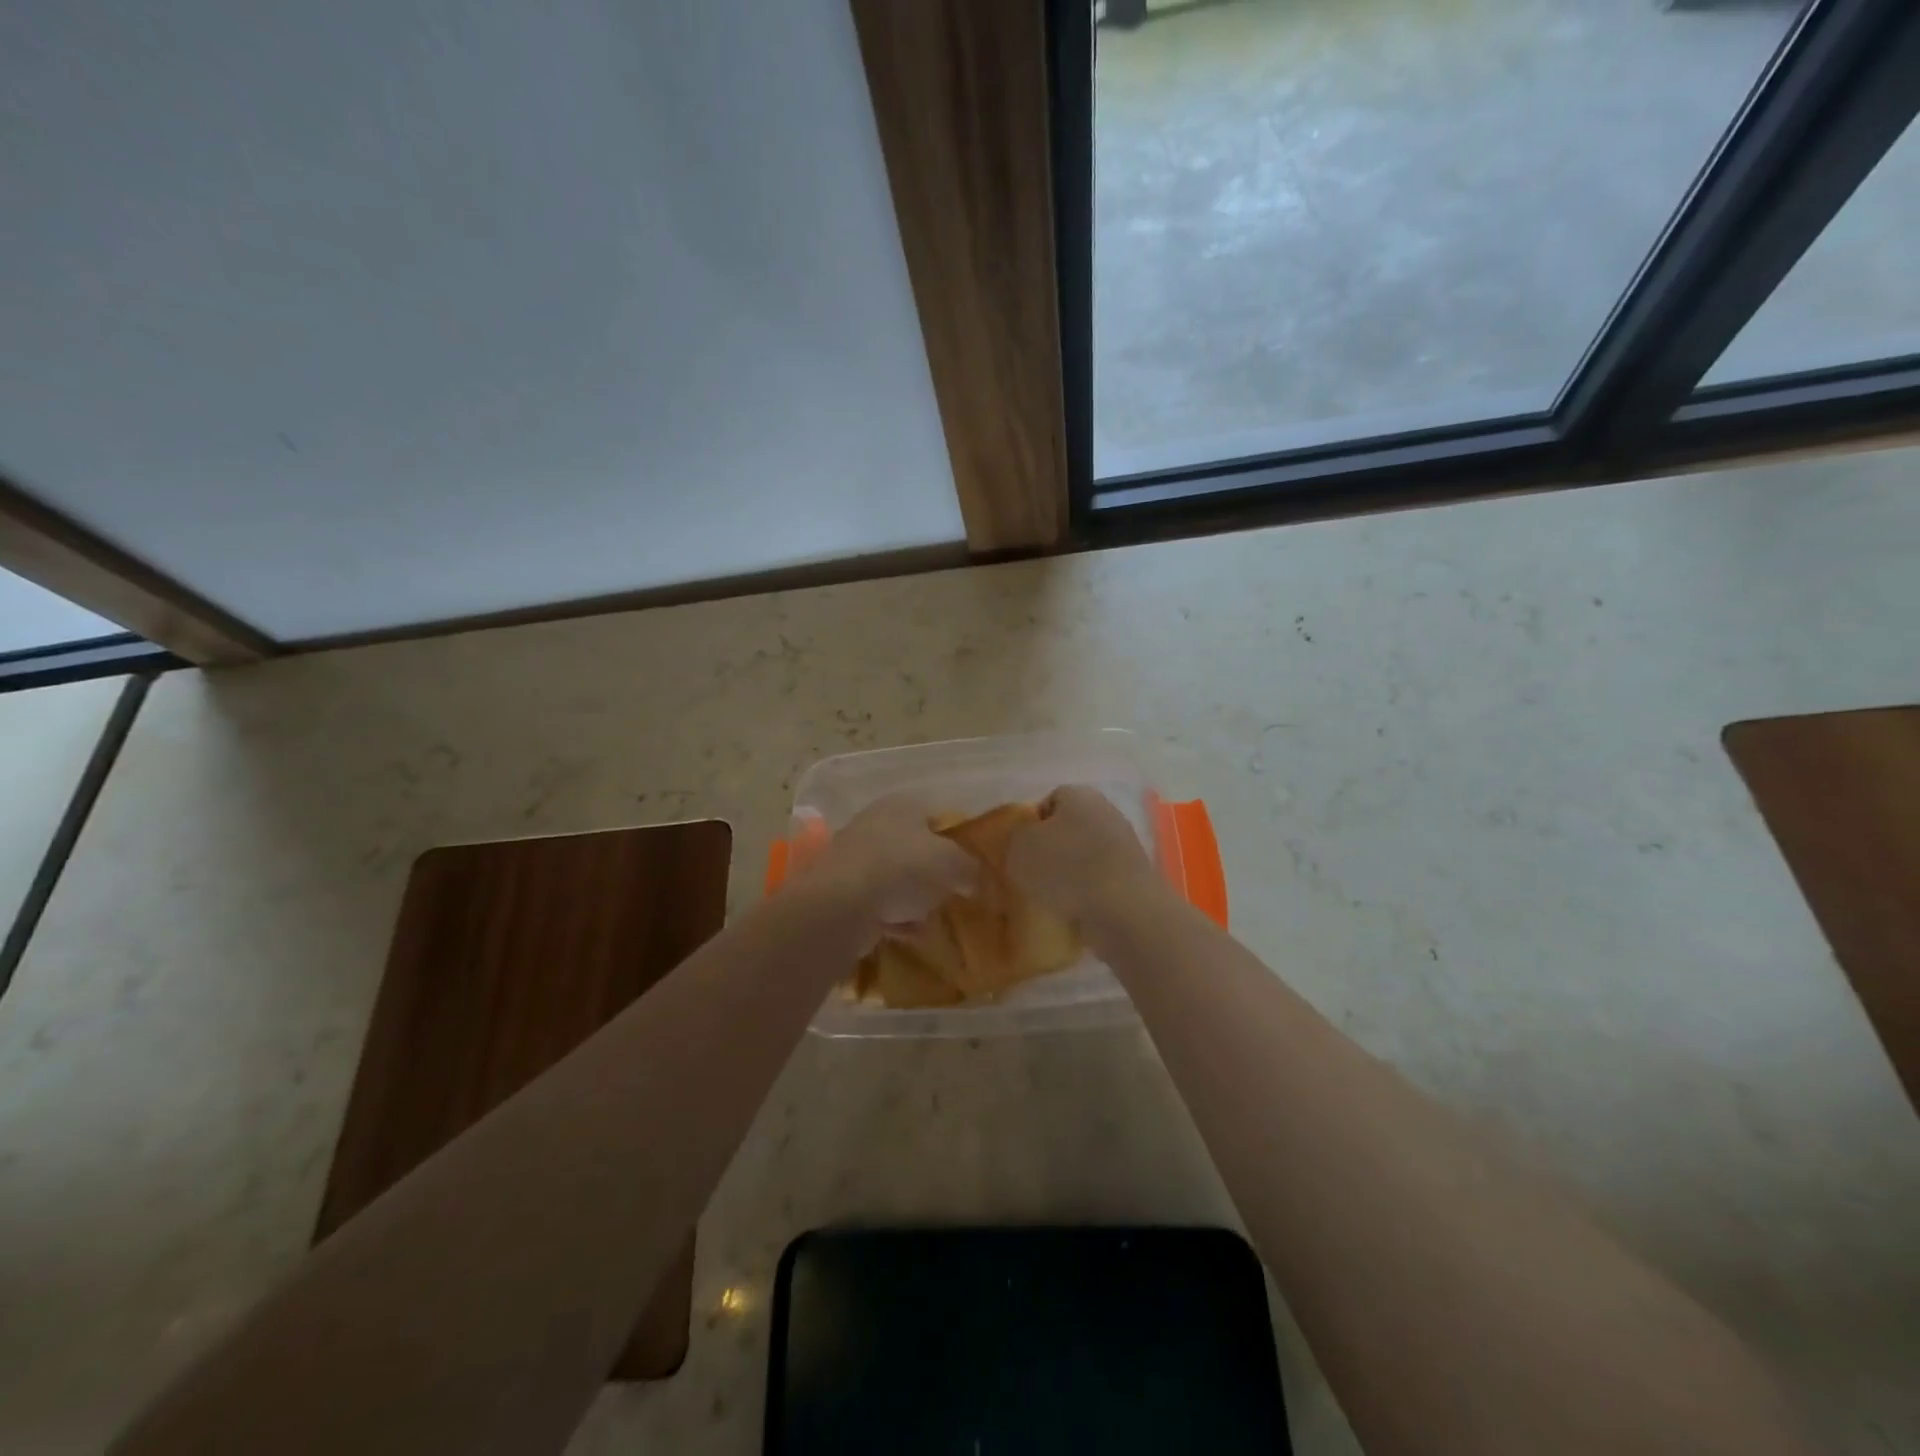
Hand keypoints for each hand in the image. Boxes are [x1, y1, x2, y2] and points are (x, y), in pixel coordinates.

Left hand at [797, 795, 977, 937]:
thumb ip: (970, 868)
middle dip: (932, 872)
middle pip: (914, 847)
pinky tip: (910, 934)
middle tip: (952, 892)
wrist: (842, 902)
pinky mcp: (841, 890)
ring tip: (932, 918)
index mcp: (903, 805)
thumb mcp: (952, 864)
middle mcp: (876, 823)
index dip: (956, 839)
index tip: (970, 865)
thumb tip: (974, 878)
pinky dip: (894, 918)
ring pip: (895, 876)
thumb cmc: (903, 868)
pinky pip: (878, 903)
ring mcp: (855, 856)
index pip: (936, 815)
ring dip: (913, 898)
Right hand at [1004, 786, 1167, 934]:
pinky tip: (1074, 911)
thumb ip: (1016, 837)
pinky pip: (1100, 881)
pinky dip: (1087, 894)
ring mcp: (1125, 845)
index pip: (1050, 800)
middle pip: (1069, 828)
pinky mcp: (1135, 877)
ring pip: (1085, 856)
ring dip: (1069, 874)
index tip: (1019, 850)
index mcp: (1080, 795)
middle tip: (1031, 874)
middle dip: (1051, 850)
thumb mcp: (1020, 847)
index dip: (1031, 824)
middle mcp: (1106, 812)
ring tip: (1050, 898)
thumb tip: (1025, 841)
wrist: (1123, 909)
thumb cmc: (1066, 868)